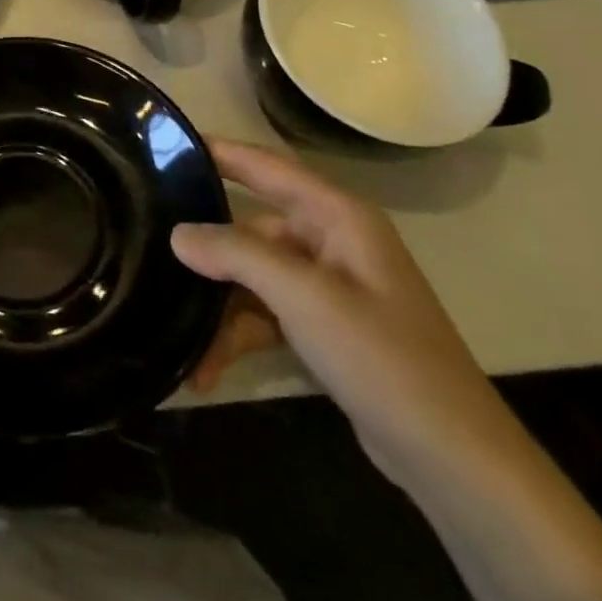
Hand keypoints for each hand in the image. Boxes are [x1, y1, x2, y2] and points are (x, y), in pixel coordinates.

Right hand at [172, 139, 521, 492]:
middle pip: (251, 227)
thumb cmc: (382, 357)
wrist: (453, 459)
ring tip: (177, 334)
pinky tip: (204, 369)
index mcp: (336, 215)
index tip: (166, 141)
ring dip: (218, 307)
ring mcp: (327, 285)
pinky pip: (265, 313)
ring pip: (253, 276)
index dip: (217, 150)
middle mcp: (329, 239)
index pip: (265, 165)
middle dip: (206, 249)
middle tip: (148, 243)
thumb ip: (236, 255)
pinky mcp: (323, 326)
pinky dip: (237, 336)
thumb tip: (176, 233)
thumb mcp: (303, 297)